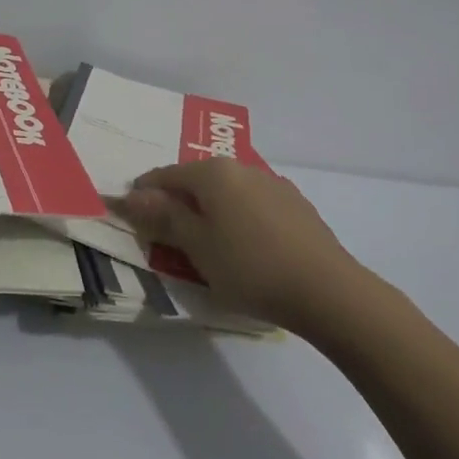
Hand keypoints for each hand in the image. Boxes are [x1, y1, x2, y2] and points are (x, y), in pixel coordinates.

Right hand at [118, 159, 359, 330]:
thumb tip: (132, 195)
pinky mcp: (296, 205)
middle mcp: (243, 168)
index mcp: (214, 173)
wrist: (327, 290)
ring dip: (210, 210)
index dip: (144, 194)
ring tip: (206, 243)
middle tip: (166, 235)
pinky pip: (253, 204)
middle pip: (198, 180)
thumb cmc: (250, 267)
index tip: (131, 216)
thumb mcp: (197, 246)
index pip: (166, 175)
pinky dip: (238, 218)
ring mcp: (273, 184)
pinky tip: (244, 246)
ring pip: (228, 192)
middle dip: (178, 202)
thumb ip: (164, 217)